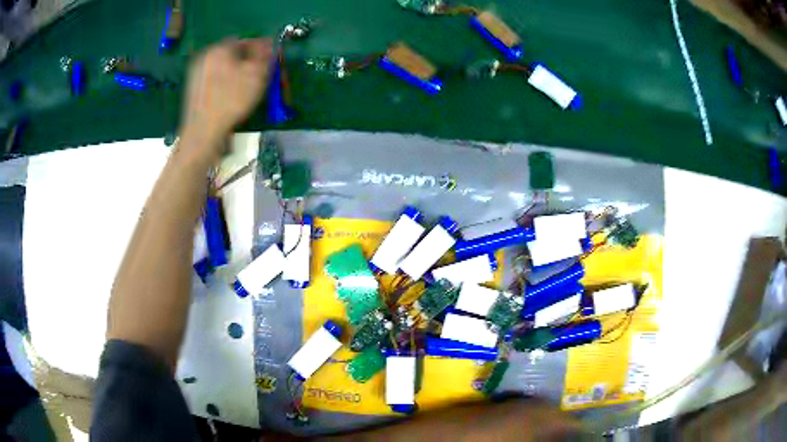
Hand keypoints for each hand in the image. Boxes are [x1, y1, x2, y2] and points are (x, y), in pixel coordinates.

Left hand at [181, 38, 273, 151]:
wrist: (203, 133)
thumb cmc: (231, 100)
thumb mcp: (256, 74)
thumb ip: (265, 54)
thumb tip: (269, 42)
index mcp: (218, 49)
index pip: (245, 41)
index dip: (261, 49)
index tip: (271, 60)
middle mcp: (205, 58)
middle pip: (233, 55)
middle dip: (248, 62)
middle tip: (260, 75)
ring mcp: (196, 75)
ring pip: (224, 69)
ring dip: (237, 74)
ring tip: (248, 88)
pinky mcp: (194, 92)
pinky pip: (215, 82)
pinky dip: (226, 86)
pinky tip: (232, 98)